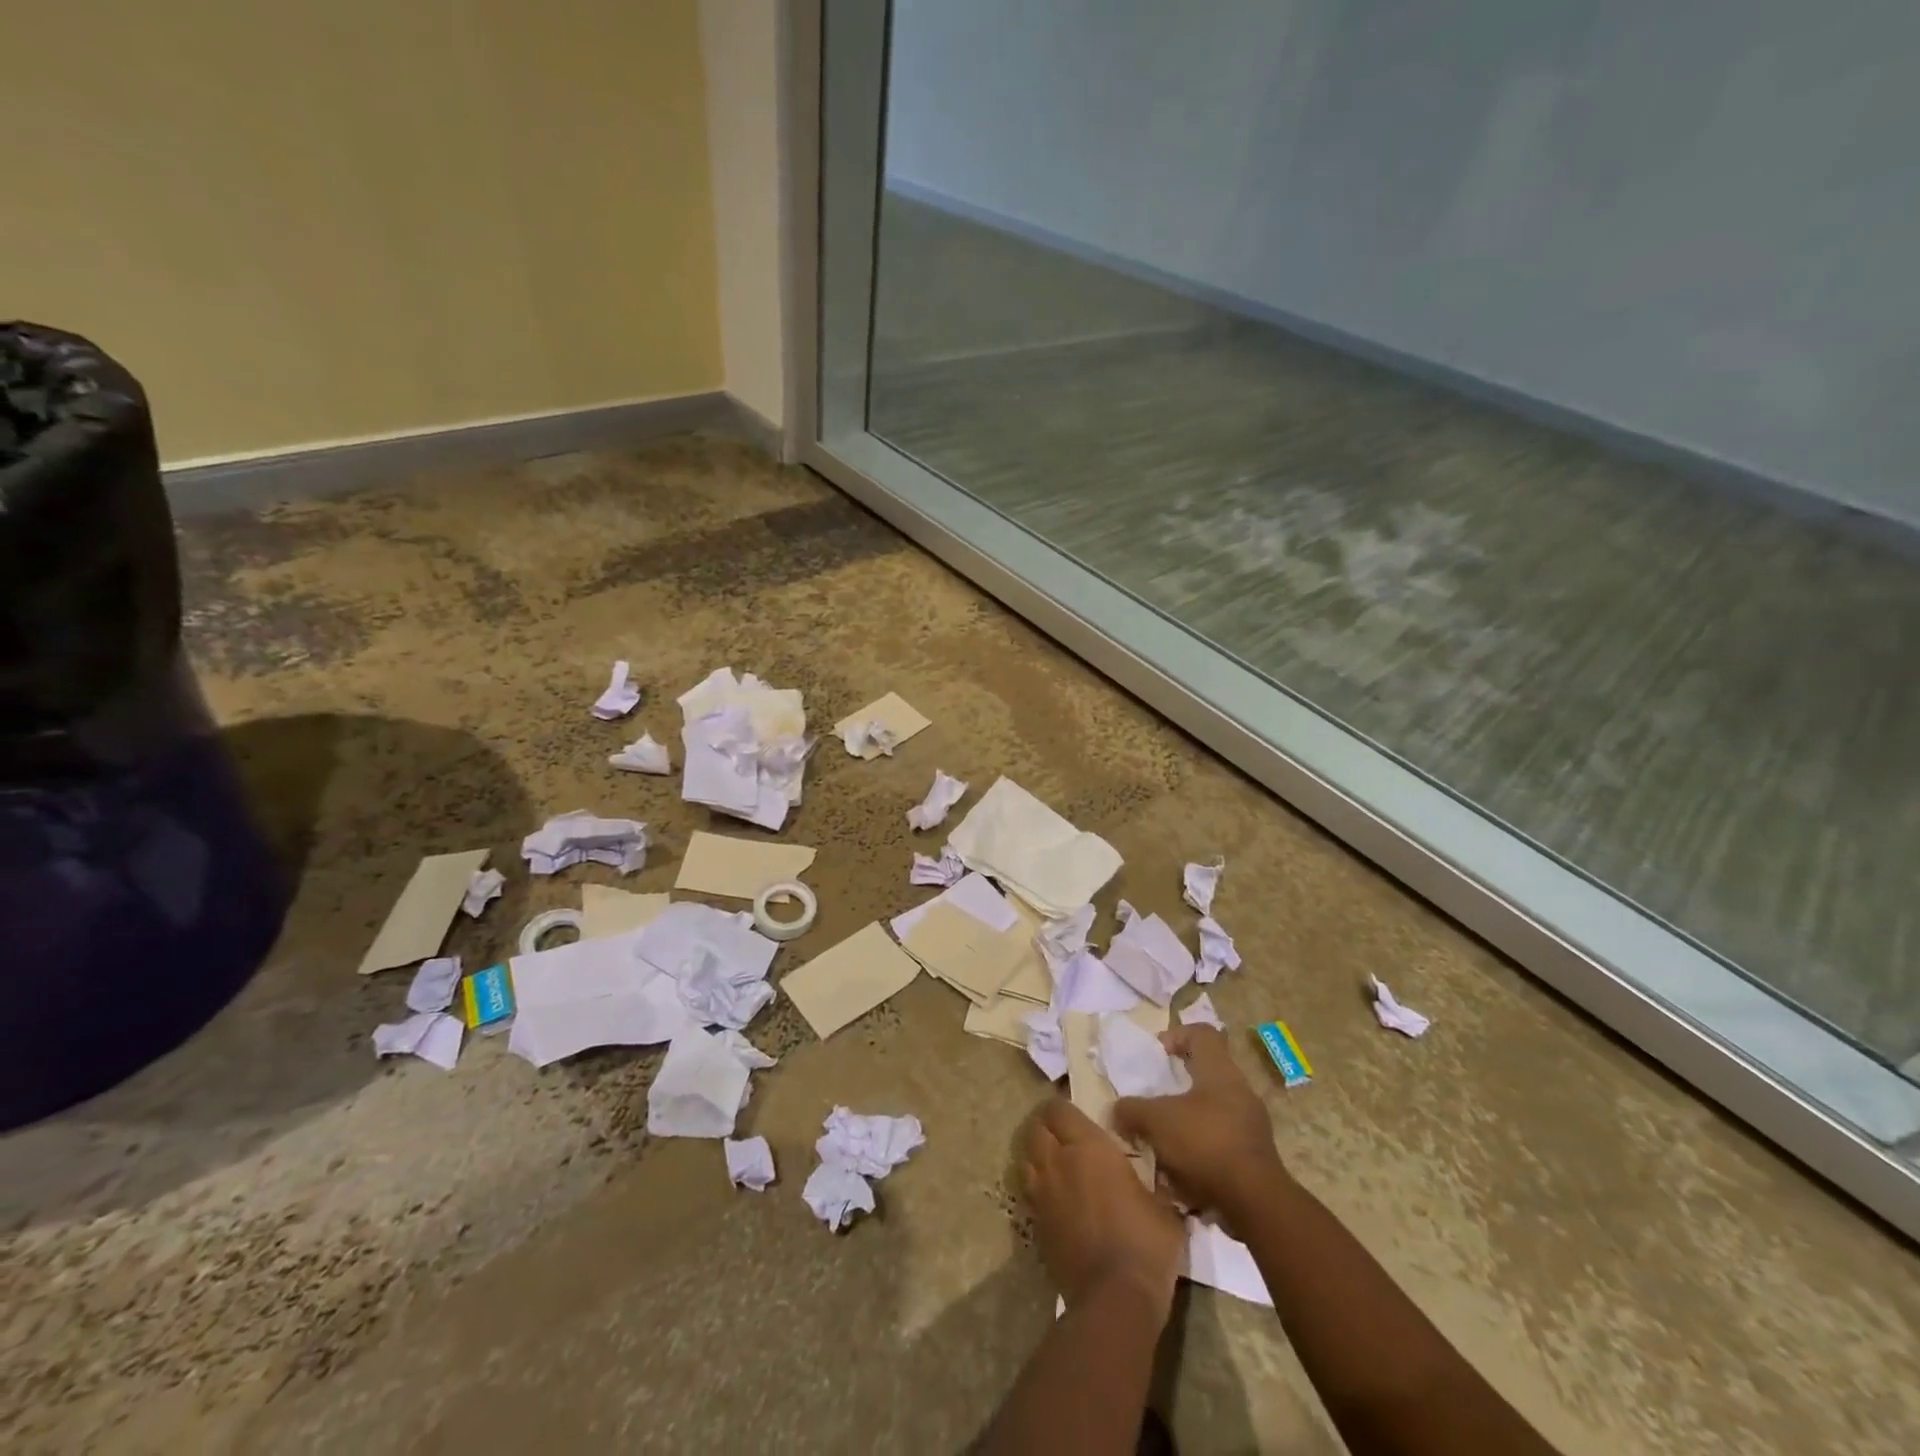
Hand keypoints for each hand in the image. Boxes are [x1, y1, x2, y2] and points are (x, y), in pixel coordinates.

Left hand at [1019, 1098, 1184, 1315]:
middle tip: (1065, 1134)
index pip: (1059, 1109)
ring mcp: (1042, 1193)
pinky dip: (1036, 1185)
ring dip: (1037, 1153)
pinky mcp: (1035, 1224)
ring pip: (1026, 1157)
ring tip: (1055, 1161)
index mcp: (1087, 1147)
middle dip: (1046, 1126)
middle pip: (1036, 1128)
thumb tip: (1160, 1176)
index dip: (1063, 1107)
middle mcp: (1057, 1162)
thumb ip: (1155, 1181)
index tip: (1078, 1113)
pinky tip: (1054, 1196)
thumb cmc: (1144, 1243)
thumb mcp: (1164, 1206)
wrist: (1115, 1299)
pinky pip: (1029, 1191)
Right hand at [1113, 1025, 1283, 1227]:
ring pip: (1213, 1109)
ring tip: (1163, 1139)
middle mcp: (1240, 1090)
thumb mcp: (1155, 1120)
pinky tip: (1181, 1170)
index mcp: (1220, 1070)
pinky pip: (1221, 1140)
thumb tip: (1117, 1110)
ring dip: (1187, 1120)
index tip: (1158, 1053)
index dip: (1178, 1035)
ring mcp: (1251, 1124)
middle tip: (1155, 1099)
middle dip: (1178, 1085)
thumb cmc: (1204, 1142)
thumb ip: (1132, 1110)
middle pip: (1207, 1072)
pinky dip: (1200, 1149)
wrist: (1256, 1201)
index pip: (1203, 1033)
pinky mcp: (1255, 1155)